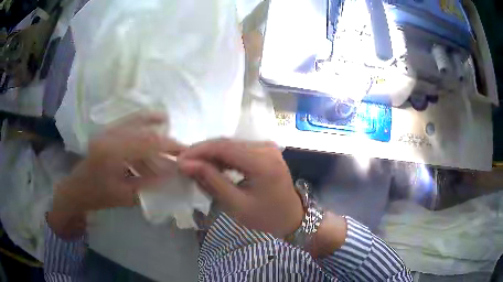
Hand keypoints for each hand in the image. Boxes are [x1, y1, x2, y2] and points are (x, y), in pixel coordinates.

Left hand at [48, 113, 183, 238]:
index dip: (168, 145)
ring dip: (152, 122)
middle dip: (163, 135)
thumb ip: (148, 184)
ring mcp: (106, 132)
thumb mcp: (124, 196)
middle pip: (142, 128)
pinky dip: (140, 121)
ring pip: (134, 120)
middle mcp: (109, 136)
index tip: (184, 151)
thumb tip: (170, 174)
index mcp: (112, 152)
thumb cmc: (98, 195)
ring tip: (166, 122)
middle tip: (178, 144)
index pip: (147, 143)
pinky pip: (126, 123)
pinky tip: (150, 122)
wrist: (77, 189)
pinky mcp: (106, 132)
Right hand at [178, 139, 303, 237]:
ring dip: (211, 154)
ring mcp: (267, 147)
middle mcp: (266, 148)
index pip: (223, 147)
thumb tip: (185, 164)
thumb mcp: (236, 204)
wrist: (292, 218)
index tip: (179, 159)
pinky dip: (223, 157)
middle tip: (184, 164)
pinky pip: (238, 149)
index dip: (198, 151)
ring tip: (194, 167)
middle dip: (202, 152)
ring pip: (231, 144)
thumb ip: (211, 181)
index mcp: (263, 162)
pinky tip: (212, 167)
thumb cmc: (266, 217)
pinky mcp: (265, 151)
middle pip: (226, 143)